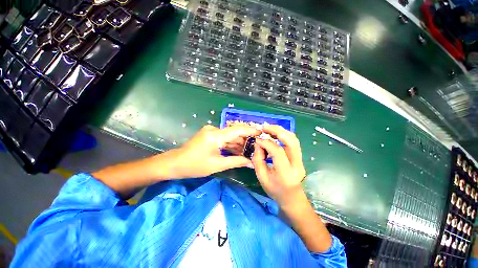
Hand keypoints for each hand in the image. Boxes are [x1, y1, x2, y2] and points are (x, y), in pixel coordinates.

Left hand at [168, 125, 259, 177]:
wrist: (175, 163)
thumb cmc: (195, 165)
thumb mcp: (217, 165)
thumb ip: (236, 161)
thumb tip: (251, 163)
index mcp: (216, 135)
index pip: (237, 130)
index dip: (250, 130)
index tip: (261, 132)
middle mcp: (214, 129)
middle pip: (234, 133)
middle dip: (245, 140)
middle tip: (256, 147)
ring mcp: (211, 131)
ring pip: (229, 136)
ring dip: (238, 144)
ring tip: (249, 151)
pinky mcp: (209, 134)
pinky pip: (223, 138)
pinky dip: (230, 144)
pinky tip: (238, 151)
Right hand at [252, 125, 305, 206]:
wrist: (292, 197)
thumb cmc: (275, 190)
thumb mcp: (261, 177)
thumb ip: (258, 159)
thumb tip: (258, 143)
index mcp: (286, 173)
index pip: (278, 152)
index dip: (266, 143)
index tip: (257, 140)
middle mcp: (296, 164)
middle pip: (291, 141)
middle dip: (277, 131)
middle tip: (265, 127)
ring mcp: (300, 160)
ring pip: (294, 139)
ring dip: (281, 131)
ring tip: (269, 129)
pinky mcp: (300, 156)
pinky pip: (293, 141)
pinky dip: (284, 135)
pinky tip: (275, 134)